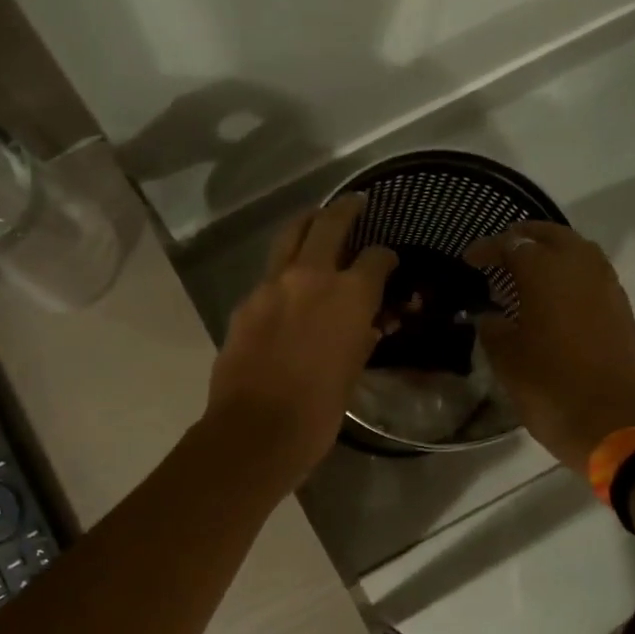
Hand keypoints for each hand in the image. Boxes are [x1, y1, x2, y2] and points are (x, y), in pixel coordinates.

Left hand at [206, 195, 396, 483]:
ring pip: (290, 237)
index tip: (388, 262)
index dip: (386, 258)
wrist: (256, 430)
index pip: (375, 258)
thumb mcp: (352, 373)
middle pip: (328, 223)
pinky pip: (268, 277)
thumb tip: (367, 326)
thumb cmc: (318, 411)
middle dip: (345, 209)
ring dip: (307, 226)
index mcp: (349, 295)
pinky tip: (287, 290)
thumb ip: (361, 339)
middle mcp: (310, 277)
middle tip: (354, 203)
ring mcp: (271, 286)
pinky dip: (282, 274)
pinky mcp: (245, 304)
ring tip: (316, 224)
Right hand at [464, 222, 634, 473]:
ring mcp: (607, 287)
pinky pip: (594, 276)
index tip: (469, 260)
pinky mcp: (622, 309)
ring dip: (552, 252)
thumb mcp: (505, 359)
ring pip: (578, 250)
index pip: (511, 245)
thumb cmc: (548, 388)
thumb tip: (488, 316)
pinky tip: (558, 297)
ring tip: (529, 271)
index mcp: (546, 273)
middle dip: (523, 238)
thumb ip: (492, 328)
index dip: (487, 249)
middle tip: (501, 252)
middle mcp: (581, 268)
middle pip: (551, 235)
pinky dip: (572, 275)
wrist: (608, 424)